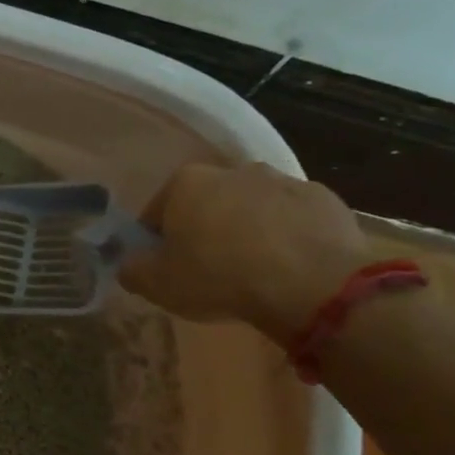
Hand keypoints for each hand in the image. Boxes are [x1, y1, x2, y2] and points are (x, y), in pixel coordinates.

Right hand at [120, 161, 371, 341]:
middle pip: (207, 204)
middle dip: (205, 229)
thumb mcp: (156, 284)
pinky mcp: (325, 199)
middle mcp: (232, 170)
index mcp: (186, 182)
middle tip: (209, 270)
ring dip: (248, 230)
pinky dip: (287, 236)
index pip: (157, 212)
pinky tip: (289, 267)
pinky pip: (293, 218)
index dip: (157, 242)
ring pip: (252, 208)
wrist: (313, 284)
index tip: (167, 268)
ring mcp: (283, 180)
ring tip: (254, 270)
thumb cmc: (220, 277)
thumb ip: (132, 268)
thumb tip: (129, 263)